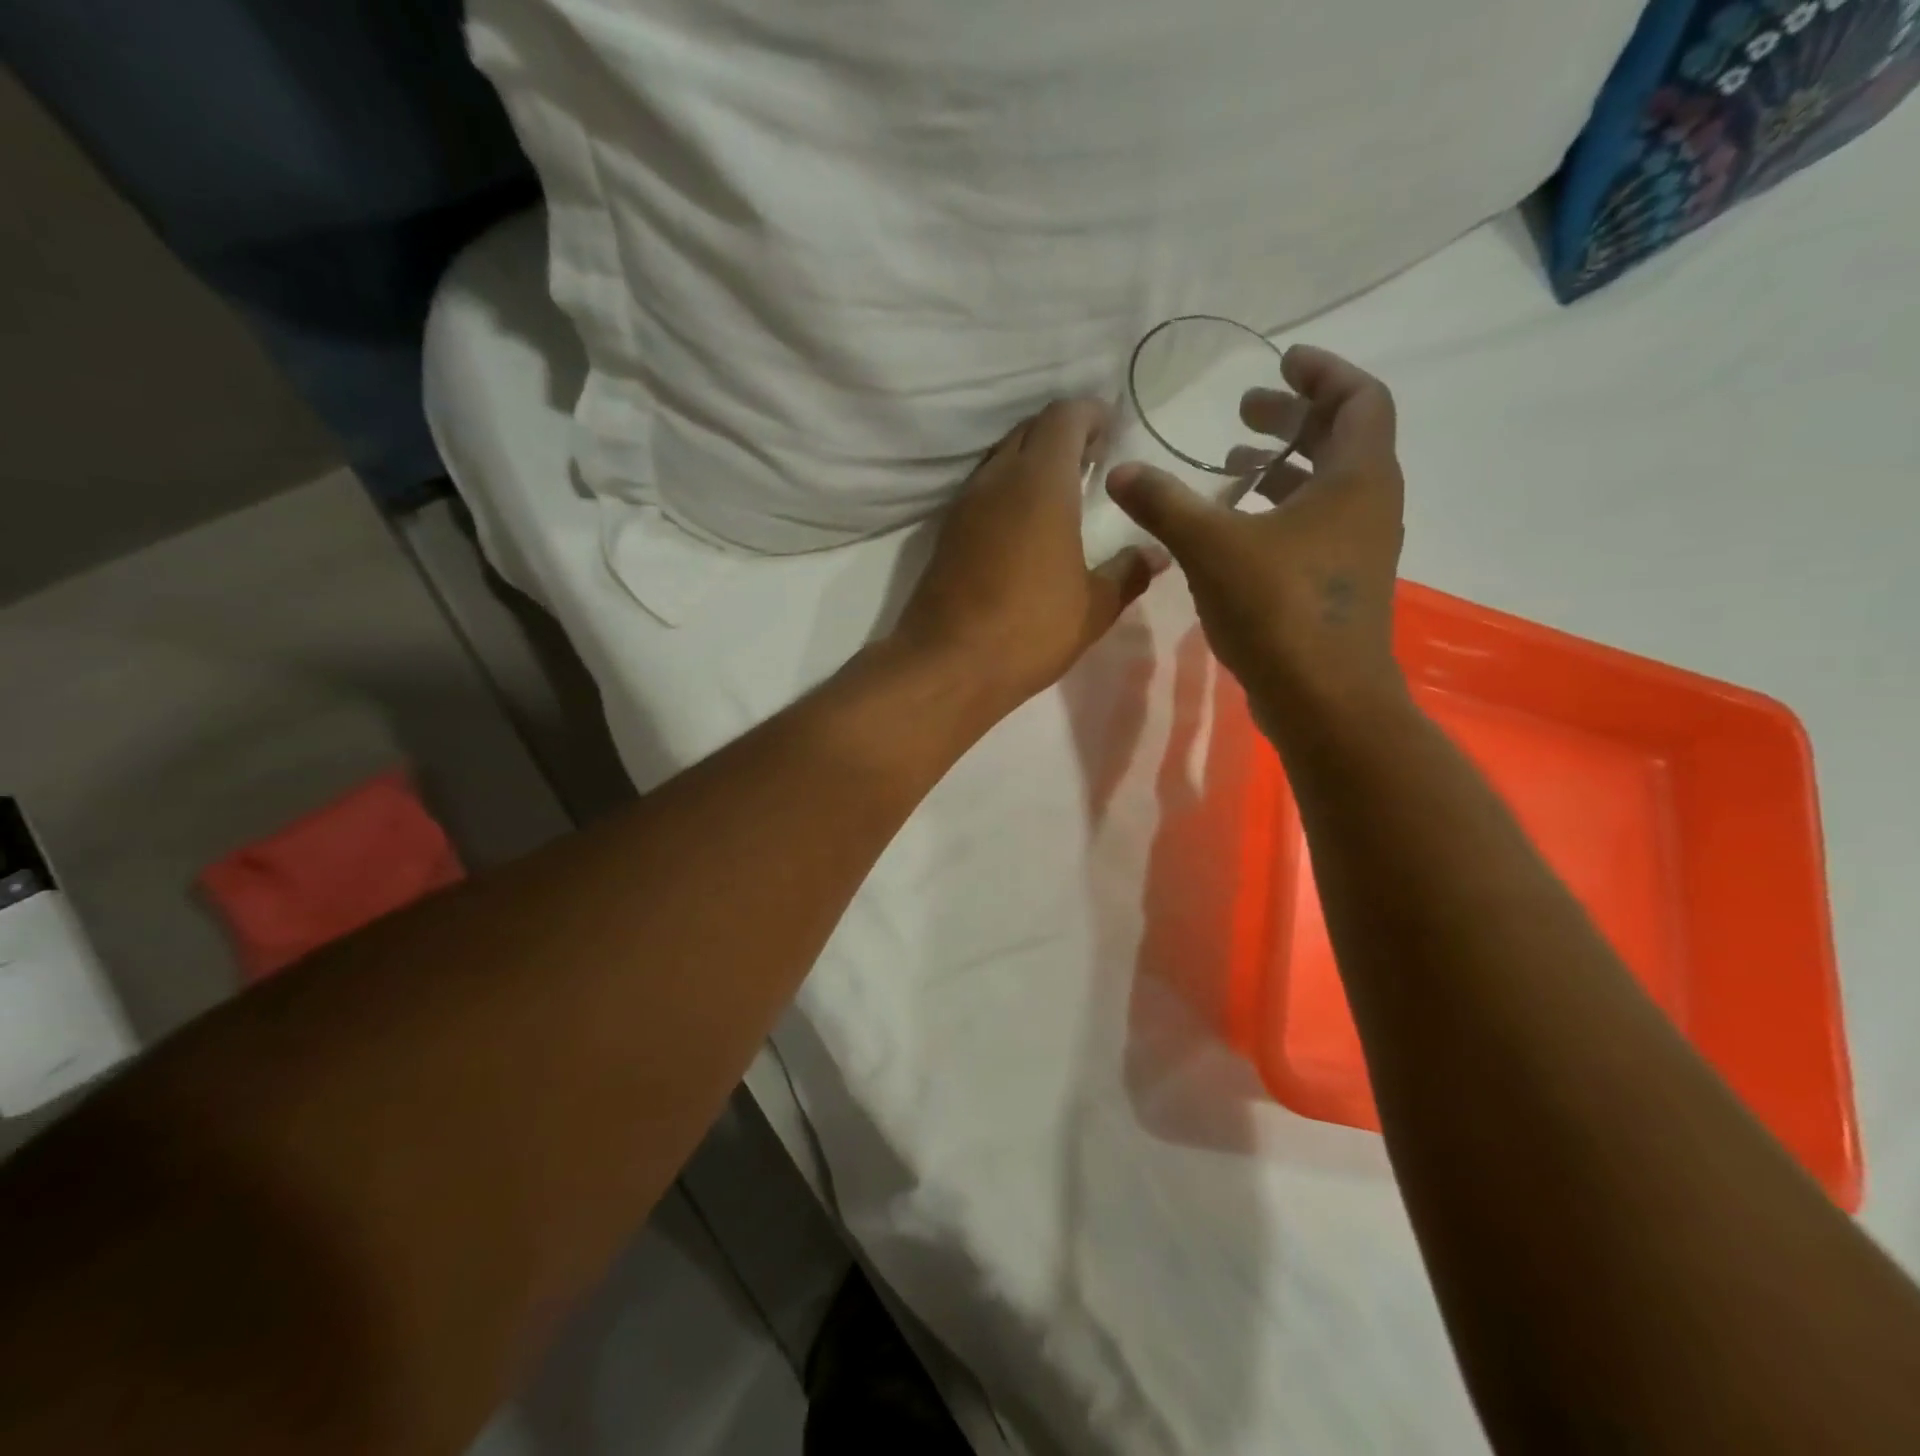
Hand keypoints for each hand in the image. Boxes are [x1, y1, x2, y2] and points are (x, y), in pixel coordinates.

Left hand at [892, 399, 1158, 714]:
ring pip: (1000, 459)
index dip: (1090, 414)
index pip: (1064, 417)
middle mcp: (996, 480)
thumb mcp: (1093, 607)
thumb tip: (1155, 554)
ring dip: (1030, 462)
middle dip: (1061, 434)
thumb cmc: (1029, 631)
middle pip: (1029, 431)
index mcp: (1040, 483)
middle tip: (1090, 459)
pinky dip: (1006, 490)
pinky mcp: (945, 534)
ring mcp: (964, 505)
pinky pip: (981, 491)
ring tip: (1059, 490)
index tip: (1110, 430)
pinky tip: (1023, 524)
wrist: (947, 666)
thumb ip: (1127, 573)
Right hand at [1106, 345, 1406, 719]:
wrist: (1324, 701)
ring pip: (1326, 487)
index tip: (1282, 362)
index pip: (1360, 398)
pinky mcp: (1338, 585)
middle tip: (1245, 411)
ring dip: (1282, 469)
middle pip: (1342, 440)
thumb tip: (1121, 471)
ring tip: (1231, 468)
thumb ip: (1164, 504)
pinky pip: (1315, 526)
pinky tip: (1234, 531)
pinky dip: (1279, 512)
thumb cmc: (1279, 610)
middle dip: (1293, 419)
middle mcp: (1369, 506)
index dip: (1323, 372)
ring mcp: (1358, 549)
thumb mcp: (1211, 547)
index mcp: (1357, 478)